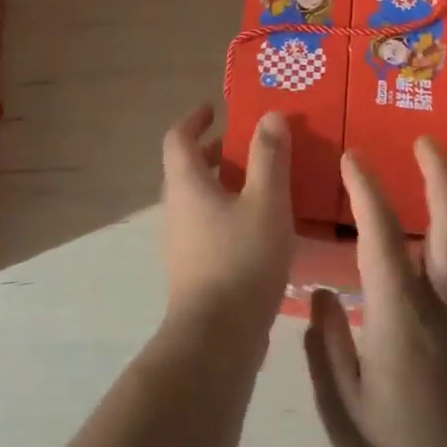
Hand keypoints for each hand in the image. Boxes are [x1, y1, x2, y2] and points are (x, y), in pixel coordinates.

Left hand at [160, 105, 293, 329]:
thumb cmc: (241, 259)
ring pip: (197, 199)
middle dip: (214, 152)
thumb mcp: (266, 201)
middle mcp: (175, 208)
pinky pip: (205, 225)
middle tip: (246, 146)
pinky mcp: (192, 268)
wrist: (217, 336)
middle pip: (187, 168)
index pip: (178, 138)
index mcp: (186, 184)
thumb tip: (270, 116)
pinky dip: (226, 212)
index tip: (214, 110)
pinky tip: (259, 227)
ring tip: (260, 184)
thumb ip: (269, 157)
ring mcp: (180, 241)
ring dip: (222, 184)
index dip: (194, 120)